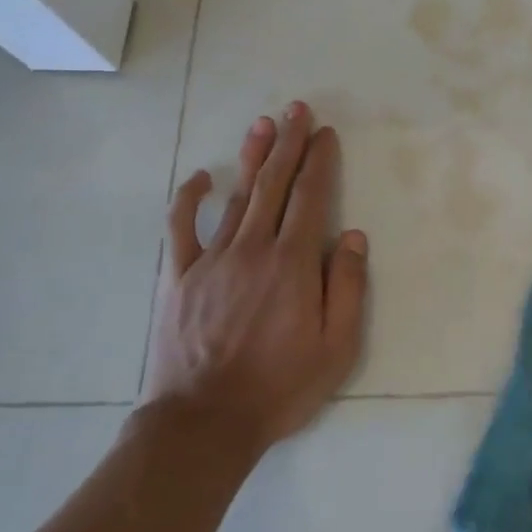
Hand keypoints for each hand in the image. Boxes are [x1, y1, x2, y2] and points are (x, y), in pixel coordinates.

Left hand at [143, 102, 368, 452]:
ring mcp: (211, 260)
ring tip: (263, 124)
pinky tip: (199, 176)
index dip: (320, 162)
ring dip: (252, 158)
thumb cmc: (280, 387)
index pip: (311, 198)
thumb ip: (346, 287)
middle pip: (274, 185)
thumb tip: (352, 236)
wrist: (204, 422)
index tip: (326, 133)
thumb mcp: (336, 347)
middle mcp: (253, 249)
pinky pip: (181, 228)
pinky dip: (189, 199)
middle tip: (297, 109)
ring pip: (236, 196)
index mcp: (293, 264)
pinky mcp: (179, 277)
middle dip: (289, 144)